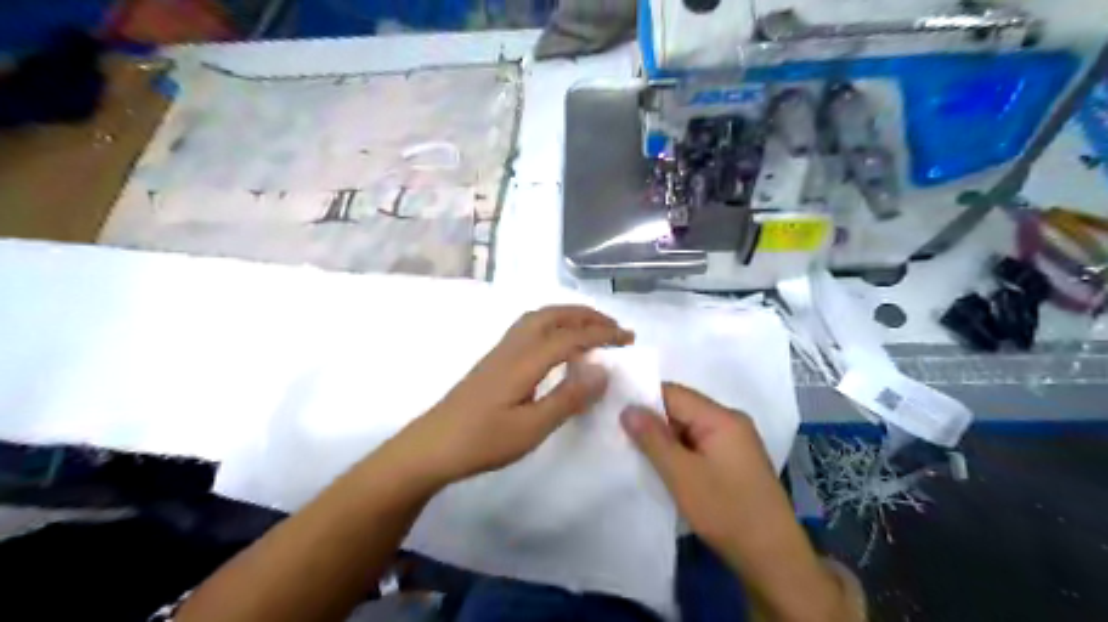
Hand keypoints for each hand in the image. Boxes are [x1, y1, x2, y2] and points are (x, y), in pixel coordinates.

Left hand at [388, 306, 630, 485]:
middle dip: (586, 315)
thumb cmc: (483, 441)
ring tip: (591, 329)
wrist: (432, 446)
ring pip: (538, 318)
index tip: (628, 338)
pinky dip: (552, 324)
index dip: (602, 334)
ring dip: (568, 316)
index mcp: (524, 360)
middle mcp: (513, 346)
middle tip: (613, 327)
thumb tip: (602, 369)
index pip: (571, 336)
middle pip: (552, 315)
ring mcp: (500, 351)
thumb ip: (568, 397)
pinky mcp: (494, 360)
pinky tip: (556, 344)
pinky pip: (528, 328)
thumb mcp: (532, 427)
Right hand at [621, 385, 860, 621]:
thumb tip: (628, 408)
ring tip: (635, 451)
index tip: (615, 412)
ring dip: (665, 439)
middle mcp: (731, 422)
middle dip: (653, 421)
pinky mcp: (735, 461)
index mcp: (721, 418)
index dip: (644, 399)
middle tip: (620, 434)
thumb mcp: (682, 475)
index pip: (674, 393)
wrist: (773, 558)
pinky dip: (680, 451)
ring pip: (689, 428)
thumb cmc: (726, 511)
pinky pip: (700, 444)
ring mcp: (736, 442)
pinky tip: (663, 466)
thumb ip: (653, 438)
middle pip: (682, 408)